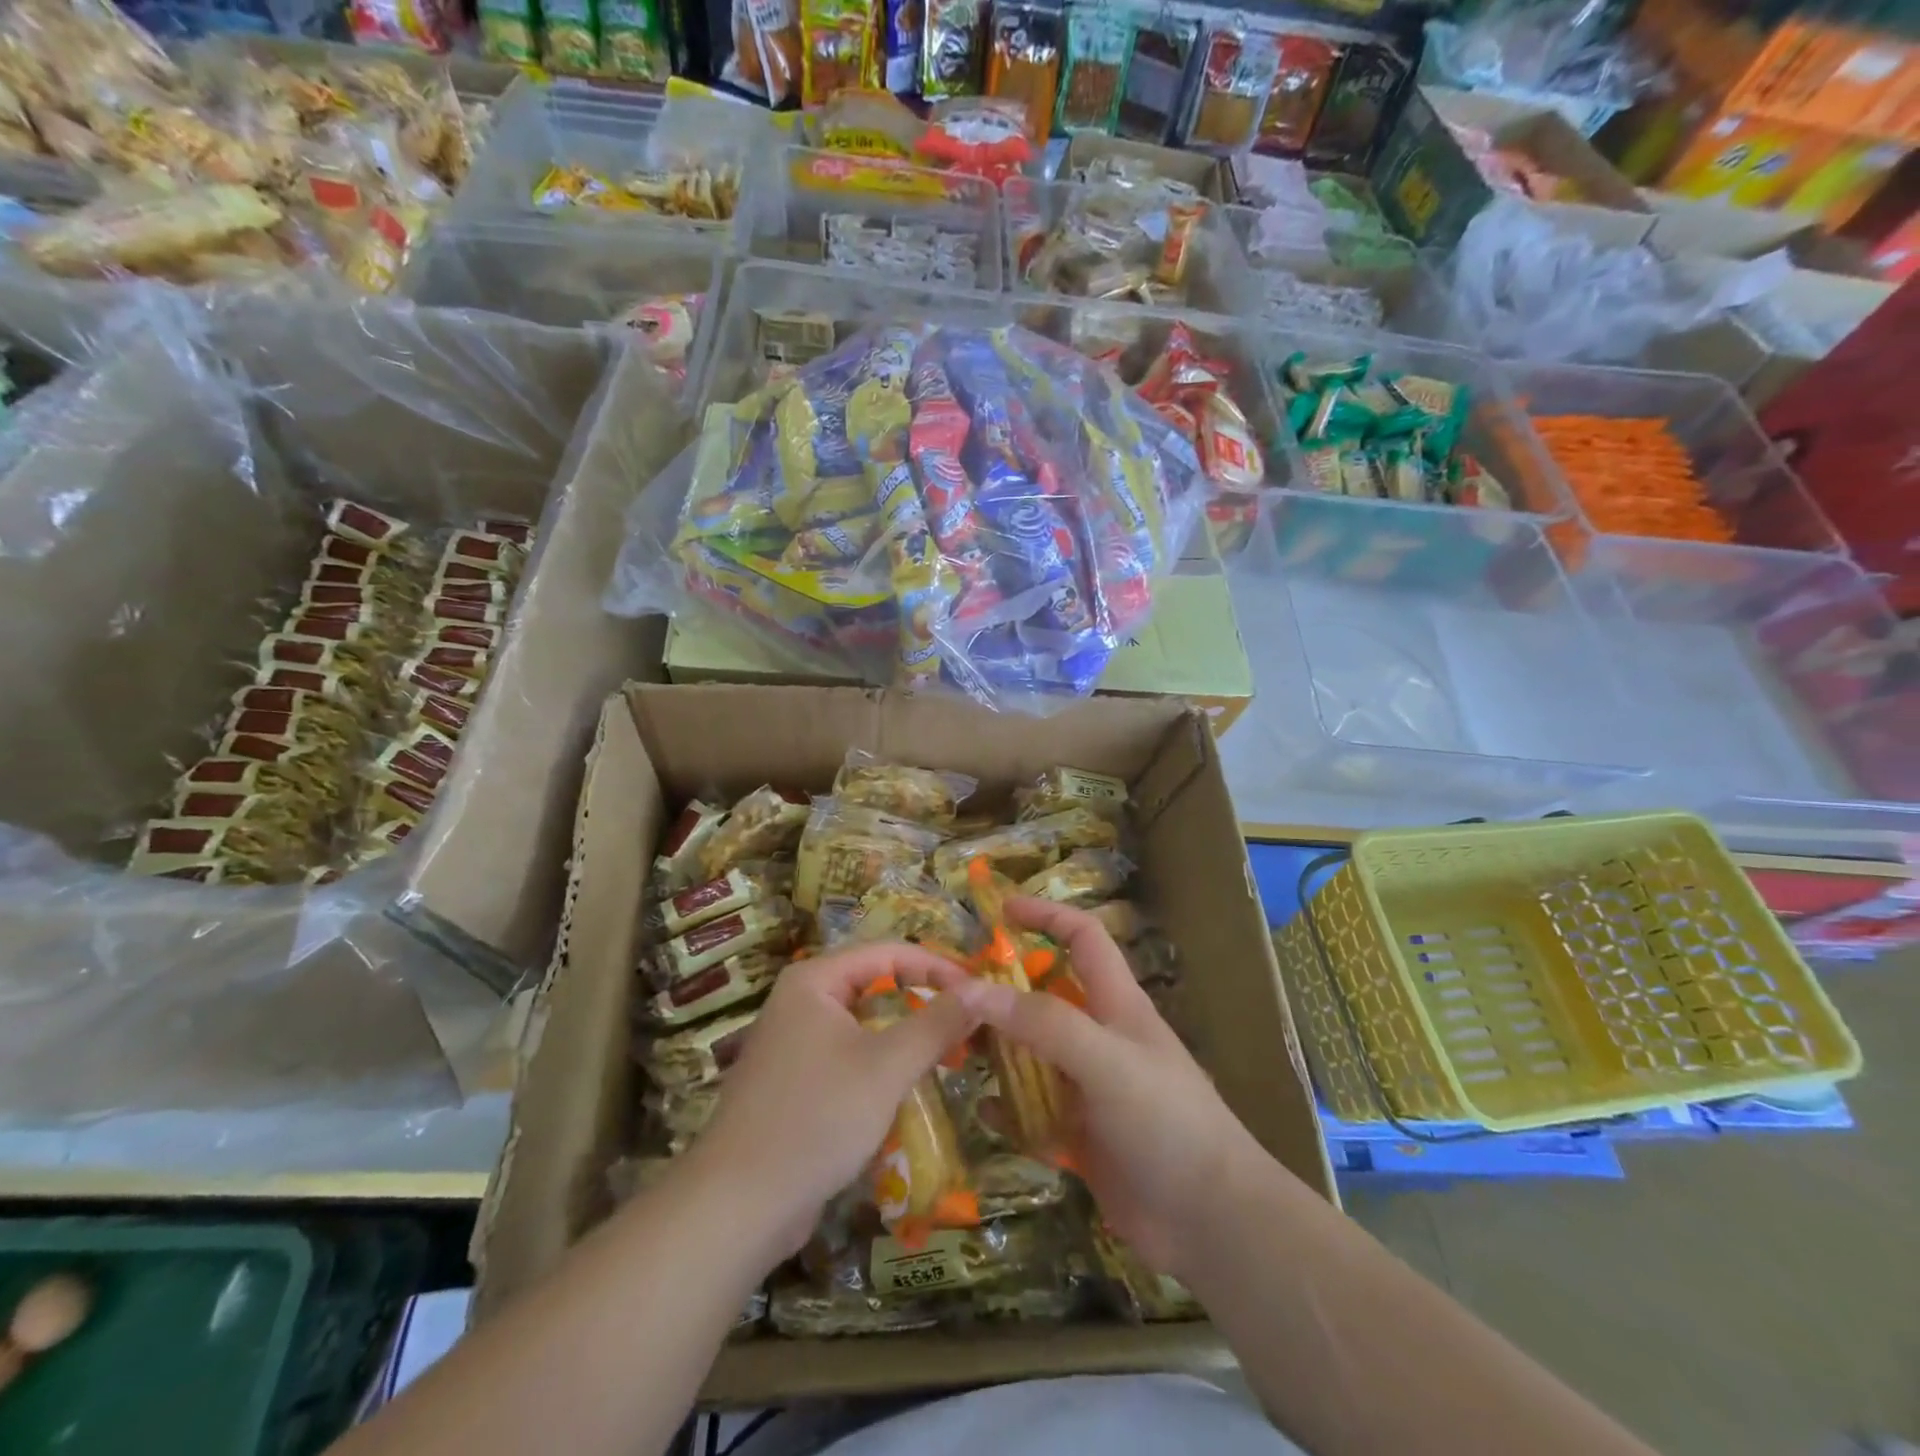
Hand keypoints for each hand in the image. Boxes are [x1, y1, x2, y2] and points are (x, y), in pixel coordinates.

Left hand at [684, 942, 978, 1267]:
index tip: (978, 993)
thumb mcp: (887, 1066)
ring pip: (864, 1023)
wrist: (738, 1205)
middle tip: (970, 1023)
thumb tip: (982, 990)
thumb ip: (937, 1023)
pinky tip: (909, 1086)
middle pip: (875, 984)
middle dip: (924, 1000)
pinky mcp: (795, 1083)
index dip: (937, 967)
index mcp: (814, 980)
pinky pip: (849, 1055)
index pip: (888, 953)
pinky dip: (882, 1063)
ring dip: (906, 1034)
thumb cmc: (817, 1118)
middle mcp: (800, 1001)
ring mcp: (794, 1043)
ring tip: (950, 1052)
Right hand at [953, 899, 1275, 1280]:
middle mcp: (1098, 1037)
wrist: (1211, 1220)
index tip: (1000, 910)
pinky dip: (1007, 1108)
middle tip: (951, 992)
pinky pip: (1032, 1111)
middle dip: (1002, 989)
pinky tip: (982, 1112)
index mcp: (1115, 1004)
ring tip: (952, 1046)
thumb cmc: (1166, 1121)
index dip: (1046, 916)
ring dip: (997, 1049)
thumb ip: (1042, 1023)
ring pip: (1031, 1054)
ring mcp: (1089, 1088)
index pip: (1082, 937)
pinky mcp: (1081, 1134)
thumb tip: (970, 988)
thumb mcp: (1105, 1060)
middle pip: (1043, 997)